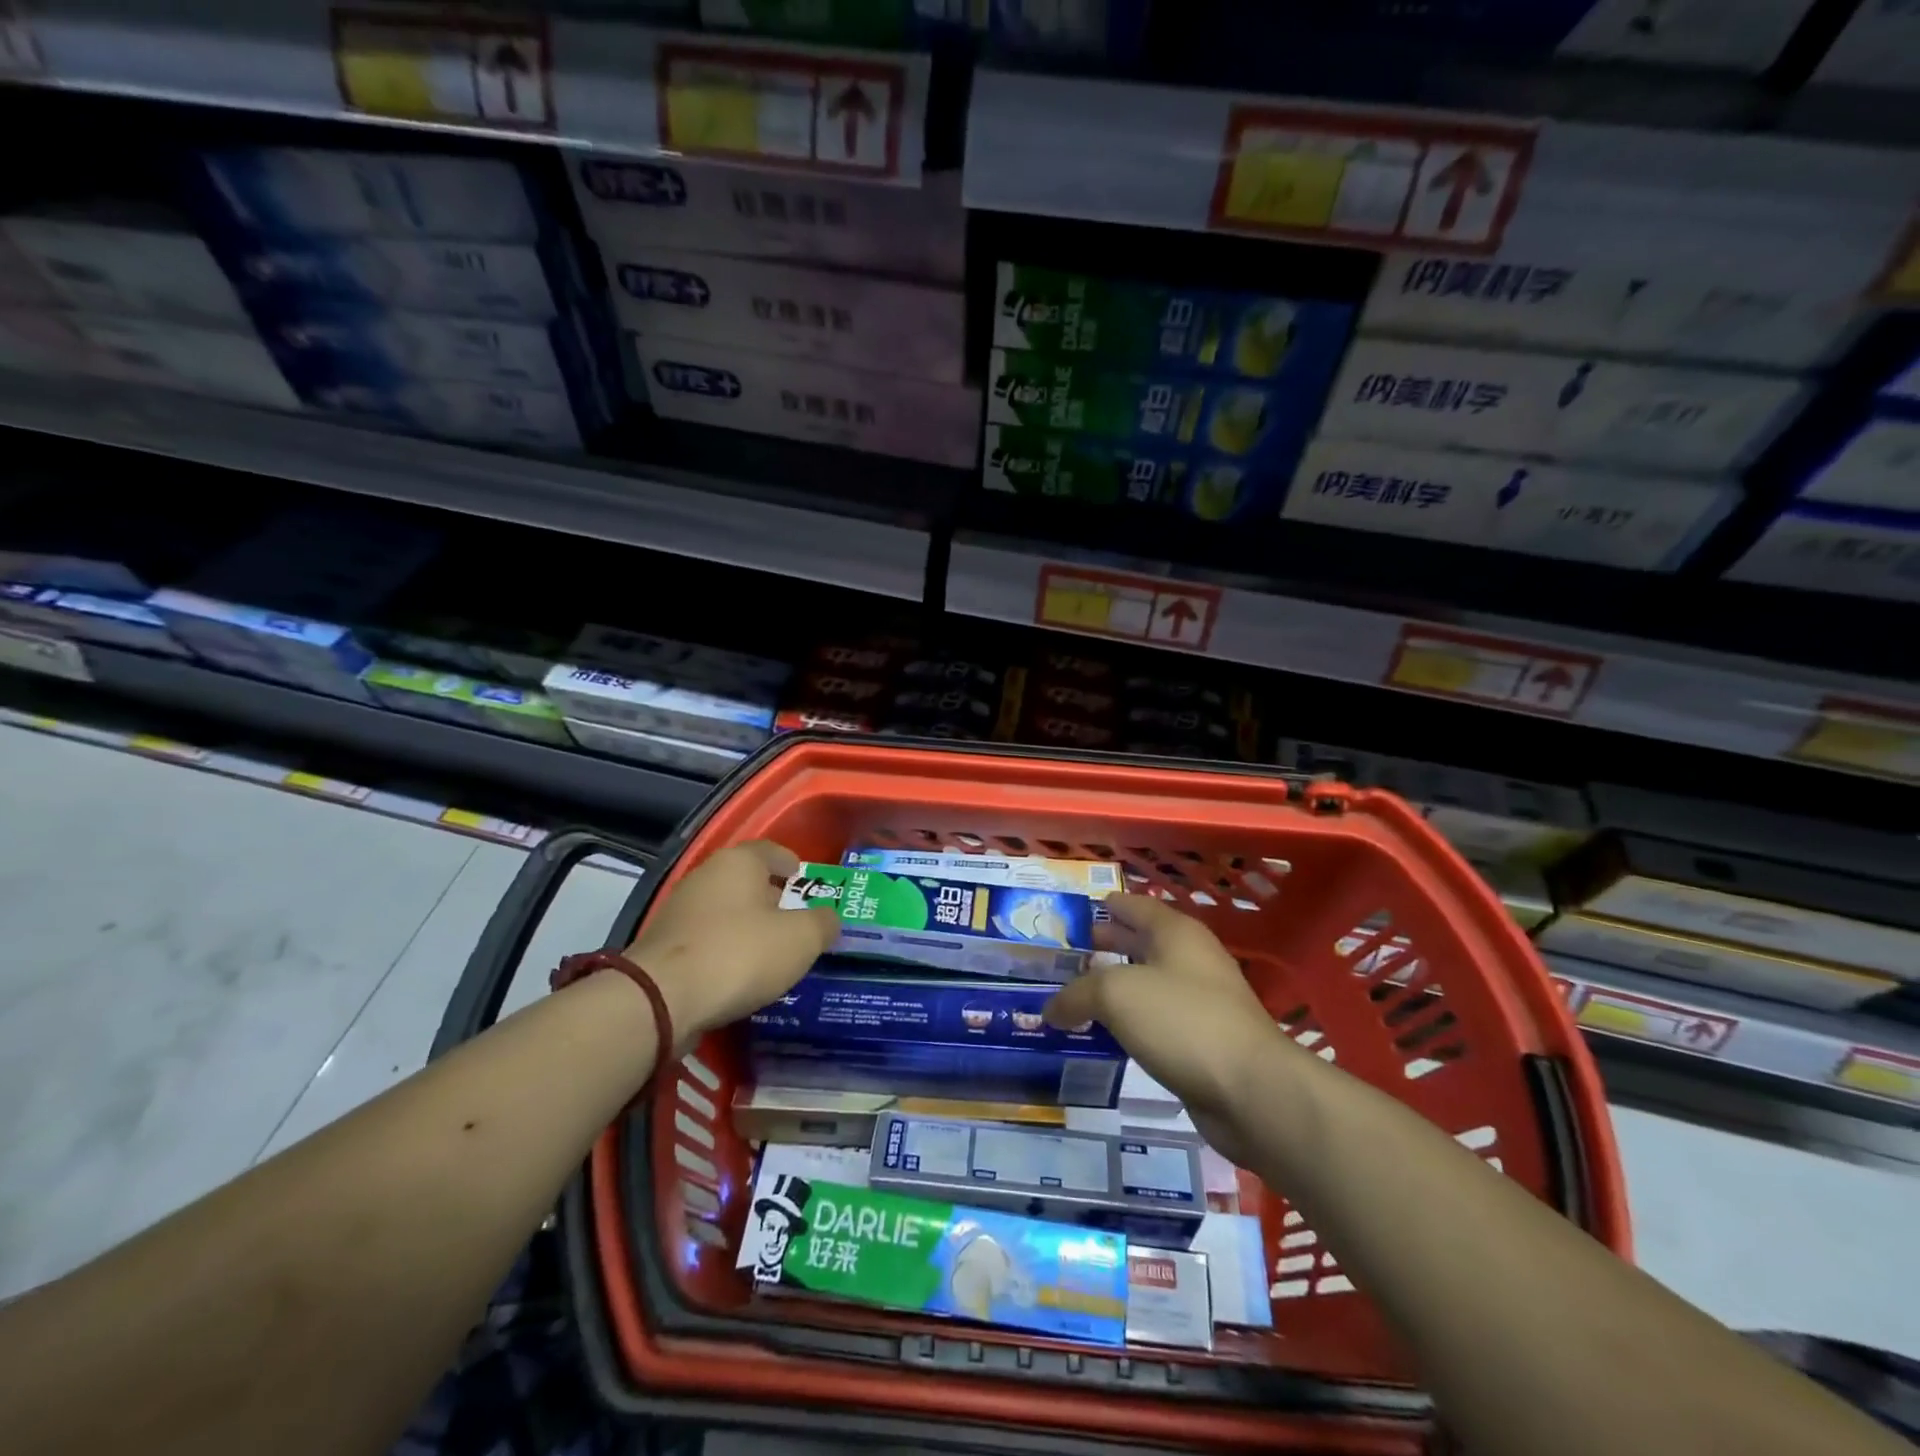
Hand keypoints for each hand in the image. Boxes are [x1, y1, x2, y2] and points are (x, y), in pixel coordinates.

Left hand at [623, 839, 839, 1051]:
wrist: (662, 999)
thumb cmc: (741, 953)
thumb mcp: (801, 939)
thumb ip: (822, 923)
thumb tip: (828, 919)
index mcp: (738, 862)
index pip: (769, 850)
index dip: (789, 862)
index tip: (802, 877)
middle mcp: (705, 877)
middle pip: (745, 881)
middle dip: (770, 897)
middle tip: (795, 919)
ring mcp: (679, 912)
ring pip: (724, 912)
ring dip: (746, 926)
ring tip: (771, 950)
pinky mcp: (663, 947)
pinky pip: (706, 940)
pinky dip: (725, 950)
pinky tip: (740, 973)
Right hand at [1044, 895, 1288, 1165]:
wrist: (1251, 1090)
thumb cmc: (1182, 1021)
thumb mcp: (1116, 994)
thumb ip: (1077, 994)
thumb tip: (1052, 1009)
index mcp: (1176, 933)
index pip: (1136, 906)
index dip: (1109, 905)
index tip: (1080, 910)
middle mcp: (1191, 960)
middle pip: (1142, 943)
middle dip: (1108, 945)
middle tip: (1069, 953)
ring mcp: (1201, 1002)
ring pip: (1149, 984)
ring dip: (1116, 987)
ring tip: (1078, 994)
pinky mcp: (1203, 1042)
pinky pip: (1156, 1022)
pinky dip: (1130, 1022)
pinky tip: (1106, 1034)